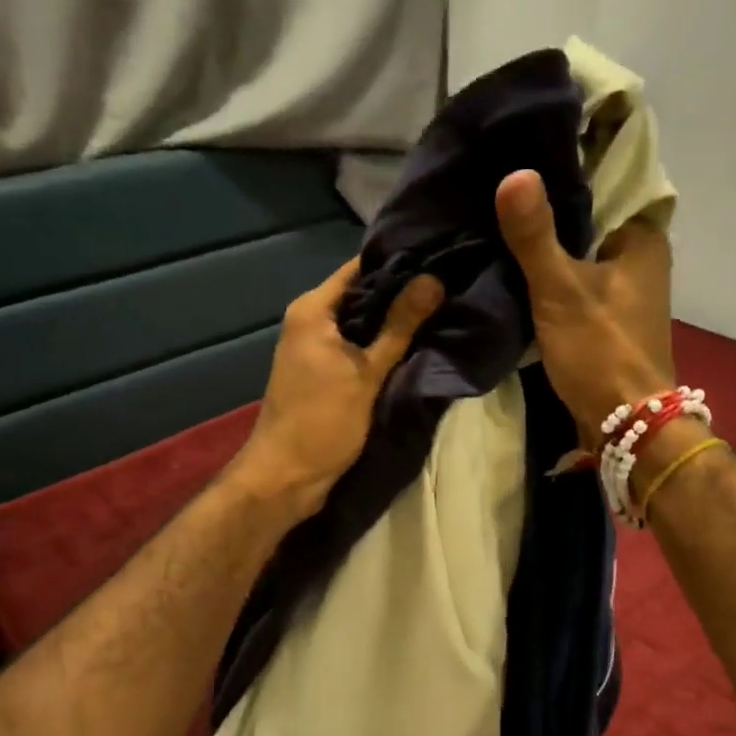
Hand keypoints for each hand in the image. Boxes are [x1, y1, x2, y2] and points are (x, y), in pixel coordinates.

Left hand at [230, 257, 444, 517]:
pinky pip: (358, 347)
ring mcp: (316, 348)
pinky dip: (383, 345)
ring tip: (443, 310)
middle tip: (450, 286)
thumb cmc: (322, 421)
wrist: (286, 477)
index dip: (399, 262)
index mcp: (312, 309)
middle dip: (403, 292)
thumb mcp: (366, 373)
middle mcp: (310, 320)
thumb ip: (399, 326)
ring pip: (362, 323)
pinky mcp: (325, 373)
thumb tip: (434, 280)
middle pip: (363, 294)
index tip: (440, 258)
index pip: (360, 268)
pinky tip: (417, 345)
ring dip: (395, 321)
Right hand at [495, 169, 675, 441]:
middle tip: (503, 184)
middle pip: (591, 218)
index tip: (526, 151)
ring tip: (503, 217)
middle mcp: (641, 258)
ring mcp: (626, 291)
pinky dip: (553, 275)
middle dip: (552, 206)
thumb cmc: (601, 351)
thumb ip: (535, 235)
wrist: (625, 424)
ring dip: (550, 243)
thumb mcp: (560, 289)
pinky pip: (578, 282)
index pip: (607, 182)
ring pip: (582, 252)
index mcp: (643, 239)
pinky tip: (519, 265)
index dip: (568, 166)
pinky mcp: (609, 318)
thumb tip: (515, 173)